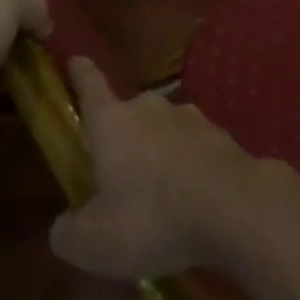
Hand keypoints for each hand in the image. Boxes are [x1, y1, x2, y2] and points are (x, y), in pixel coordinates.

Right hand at [49, 56, 262, 278]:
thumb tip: (65, 225)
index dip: (80, 72)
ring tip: (157, 193)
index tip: (76, 57)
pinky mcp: (220, 136)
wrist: (235, 207)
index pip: (90, 85)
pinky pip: (192, 149)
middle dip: (121, 137)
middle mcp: (150, 108)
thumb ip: (68, 232)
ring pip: (163, 131)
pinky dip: (186, 167)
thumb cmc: (153, 217)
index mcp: (112, 121)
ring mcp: (190, 118)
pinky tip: (190, 198)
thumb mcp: (93, 243)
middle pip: (128, 115)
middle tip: (115, 171)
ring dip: (157, 153)